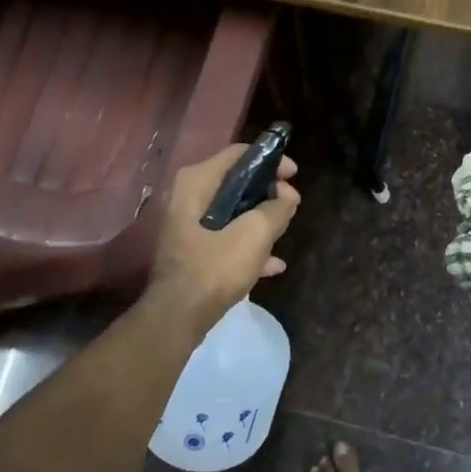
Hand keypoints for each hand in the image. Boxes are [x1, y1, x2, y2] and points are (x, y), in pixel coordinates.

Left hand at [145, 144, 299, 331]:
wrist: (176, 318)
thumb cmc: (214, 267)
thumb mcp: (255, 235)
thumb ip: (277, 208)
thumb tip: (287, 195)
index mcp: (196, 181)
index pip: (239, 154)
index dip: (271, 160)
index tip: (294, 176)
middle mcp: (186, 195)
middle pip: (235, 182)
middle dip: (266, 193)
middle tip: (290, 205)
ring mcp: (185, 224)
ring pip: (231, 210)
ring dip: (258, 219)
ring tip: (283, 231)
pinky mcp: (189, 248)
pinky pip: (223, 235)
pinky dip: (245, 242)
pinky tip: (272, 263)